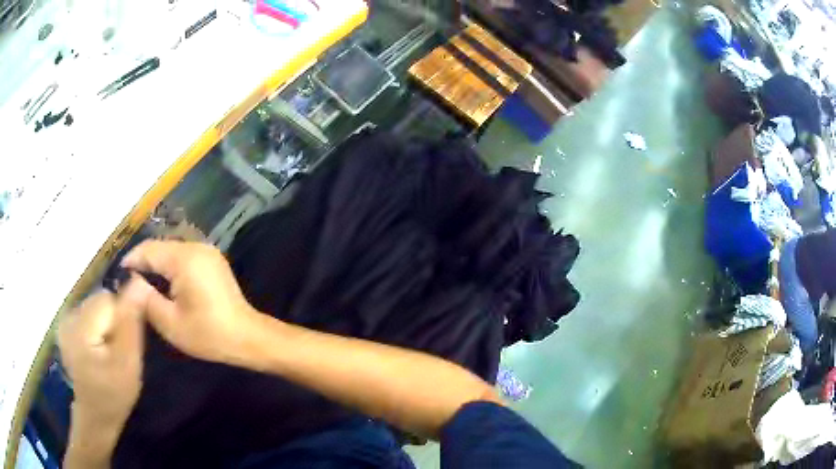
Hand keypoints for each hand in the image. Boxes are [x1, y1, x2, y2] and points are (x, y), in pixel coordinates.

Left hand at [58, 278, 146, 434]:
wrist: (96, 415)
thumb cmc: (114, 395)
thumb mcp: (129, 364)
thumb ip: (131, 323)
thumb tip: (139, 282)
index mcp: (80, 328)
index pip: (109, 299)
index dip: (123, 319)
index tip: (125, 346)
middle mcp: (68, 317)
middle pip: (100, 300)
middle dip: (114, 321)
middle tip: (117, 352)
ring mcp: (64, 320)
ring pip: (96, 305)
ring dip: (107, 324)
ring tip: (108, 352)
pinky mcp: (66, 324)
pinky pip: (89, 313)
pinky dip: (98, 327)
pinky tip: (98, 349)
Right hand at [121, 240, 259, 365]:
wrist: (248, 337)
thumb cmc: (208, 334)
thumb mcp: (170, 323)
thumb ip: (146, 299)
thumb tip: (130, 281)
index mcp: (184, 258)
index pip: (148, 249)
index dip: (130, 261)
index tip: (117, 275)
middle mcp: (196, 247)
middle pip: (159, 247)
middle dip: (142, 262)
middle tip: (127, 281)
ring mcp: (206, 251)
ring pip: (170, 250)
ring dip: (155, 263)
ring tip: (141, 283)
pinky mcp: (212, 259)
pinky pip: (182, 256)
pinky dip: (169, 266)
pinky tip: (162, 283)